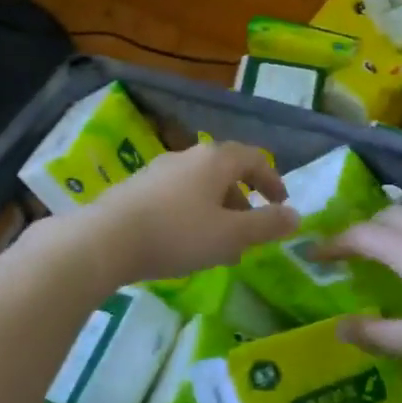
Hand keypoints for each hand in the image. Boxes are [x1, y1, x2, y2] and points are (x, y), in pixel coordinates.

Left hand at [81, 141, 299, 282]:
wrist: (105, 240)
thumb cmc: (178, 234)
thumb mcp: (231, 235)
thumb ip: (267, 225)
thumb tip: (296, 217)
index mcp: (216, 160)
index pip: (255, 159)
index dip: (273, 180)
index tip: (282, 205)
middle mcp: (187, 157)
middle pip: (226, 173)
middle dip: (243, 202)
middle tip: (251, 232)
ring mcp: (158, 170)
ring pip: (200, 187)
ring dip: (218, 212)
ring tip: (220, 246)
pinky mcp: (136, 189)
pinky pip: (177, 198)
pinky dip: (193, 215)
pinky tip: (186, 244)